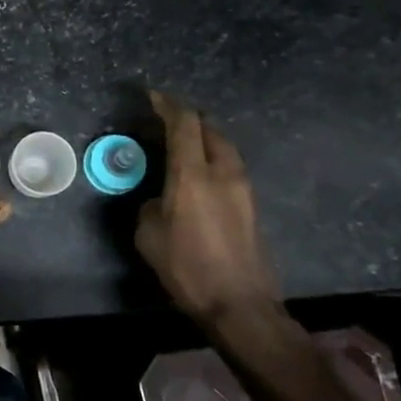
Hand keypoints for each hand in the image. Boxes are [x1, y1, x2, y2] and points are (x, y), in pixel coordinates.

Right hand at [136, 90, 280, 325]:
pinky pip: (229, 167)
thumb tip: (160, 200)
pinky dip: (212, 158)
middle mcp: (223, 172)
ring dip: (203, 138)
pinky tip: (198, 174)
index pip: (184, 123)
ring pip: (223, 147)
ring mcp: (243, 188)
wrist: (239, 304)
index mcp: (193, 175)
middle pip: (210, 128)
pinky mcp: (251, 205)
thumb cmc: (187, 268)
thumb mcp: (149, 235)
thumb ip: (151, 205)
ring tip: (181, 145)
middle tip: (164, 121)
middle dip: (187, 118)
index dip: (168, 104)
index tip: (152, 96)